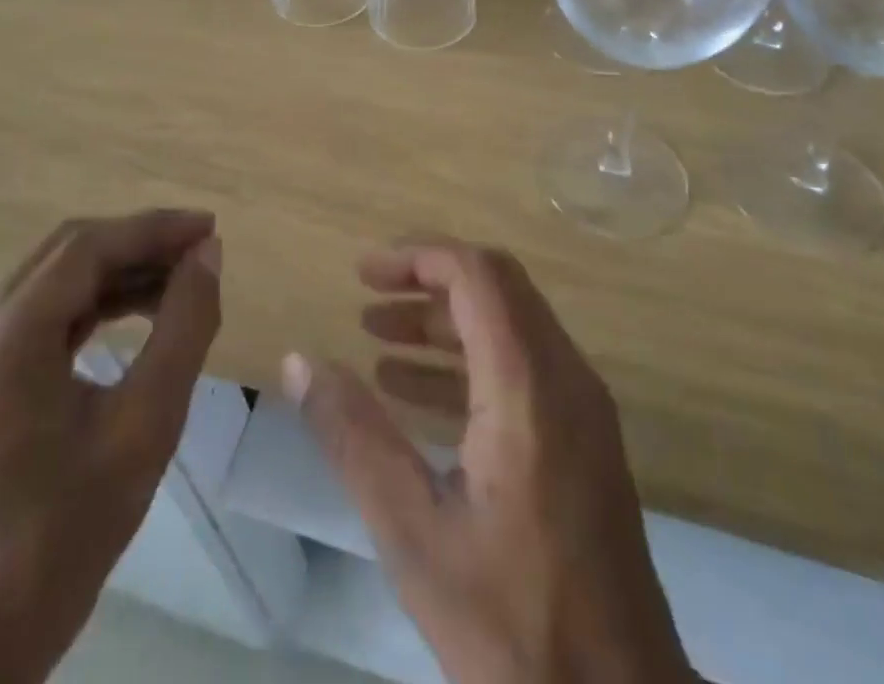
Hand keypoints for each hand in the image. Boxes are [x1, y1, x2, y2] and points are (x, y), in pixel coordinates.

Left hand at [0, 210, 221, 683]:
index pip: (87, 249)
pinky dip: (97, 301)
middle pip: (69, 254)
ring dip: (121, 271)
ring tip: (181, 278)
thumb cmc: (75, 525)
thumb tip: (209, 254)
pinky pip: (45, 312)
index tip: (209, 229)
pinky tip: (140, 309)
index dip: (153, 229)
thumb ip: (185, 325)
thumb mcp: (149, 420)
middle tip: (200, 250)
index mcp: (8, 339)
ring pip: (57, 279)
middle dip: (140, 243)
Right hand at [286, 239, 696, 683]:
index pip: (478, 274)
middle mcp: (565, 376)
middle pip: (497, 287)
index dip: (419, 257)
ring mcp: (582, 406)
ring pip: (510, 323)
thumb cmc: (513, 626)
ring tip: (378, 340)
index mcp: (528, 386)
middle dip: (427, 281)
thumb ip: (353, 437)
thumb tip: (299, 361)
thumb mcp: (413, 533)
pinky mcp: (584, 436)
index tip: (363, 273)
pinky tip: (415, 393)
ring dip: (445, 320)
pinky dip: (469, 360)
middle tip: (367, 298)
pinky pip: (523, 365)